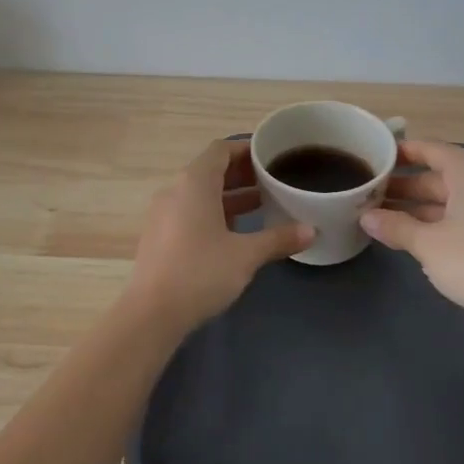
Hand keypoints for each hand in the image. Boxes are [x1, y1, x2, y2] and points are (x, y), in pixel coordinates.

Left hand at [125, 139, 313, 332]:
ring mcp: (163, 214)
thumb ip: (278, 238)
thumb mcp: (246, 255)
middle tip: (273, 181)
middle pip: (210, 170)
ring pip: (200, 193)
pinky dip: (214, 212)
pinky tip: (236, 231)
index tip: (271, 157)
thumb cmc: (201, 272)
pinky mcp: (160, 236)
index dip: (246, 149)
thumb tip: (312, 231)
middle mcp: (175, 190)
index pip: (221, 150)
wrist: (151, 313)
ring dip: (229, 195)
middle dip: (242, 174)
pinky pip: (190, 212)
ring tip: (262, 204)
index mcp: (195, 183)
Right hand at [361, 139, 463, 333]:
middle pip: (440, 175)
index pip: (430, 149)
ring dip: (419, 207)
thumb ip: (395, 226)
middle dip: (405, 185)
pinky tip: (413, 237)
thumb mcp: (426, 244)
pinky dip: (439, 222)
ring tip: (383, 217)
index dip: (401, 152)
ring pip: (451, 198)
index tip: (375, 158)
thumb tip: (366, 217)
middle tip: (370, 194)